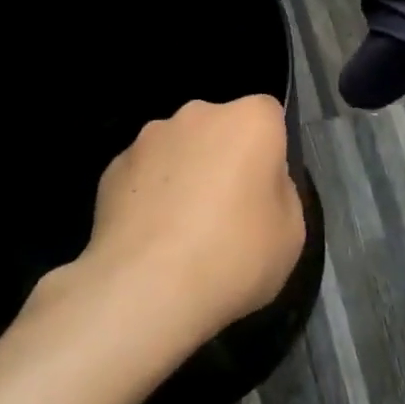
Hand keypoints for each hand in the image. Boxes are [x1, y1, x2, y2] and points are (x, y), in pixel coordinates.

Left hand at [74, 96, 303, 346]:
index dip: (269, 150)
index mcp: (250, 120)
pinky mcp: (114, 167)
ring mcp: (150, 137)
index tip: (264, 190)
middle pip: (220, 128)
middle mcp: (199, 114)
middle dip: (223, 157)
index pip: (268, 115)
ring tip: (181, 231)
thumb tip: (258, 185)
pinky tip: (150, 239)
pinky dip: (148, 196)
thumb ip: (280, 193)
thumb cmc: (234, 256)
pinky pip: (143, 175)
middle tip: (225, 212)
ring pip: (178, 148)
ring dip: (183, 174)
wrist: (145, 289)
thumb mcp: (291, 234)